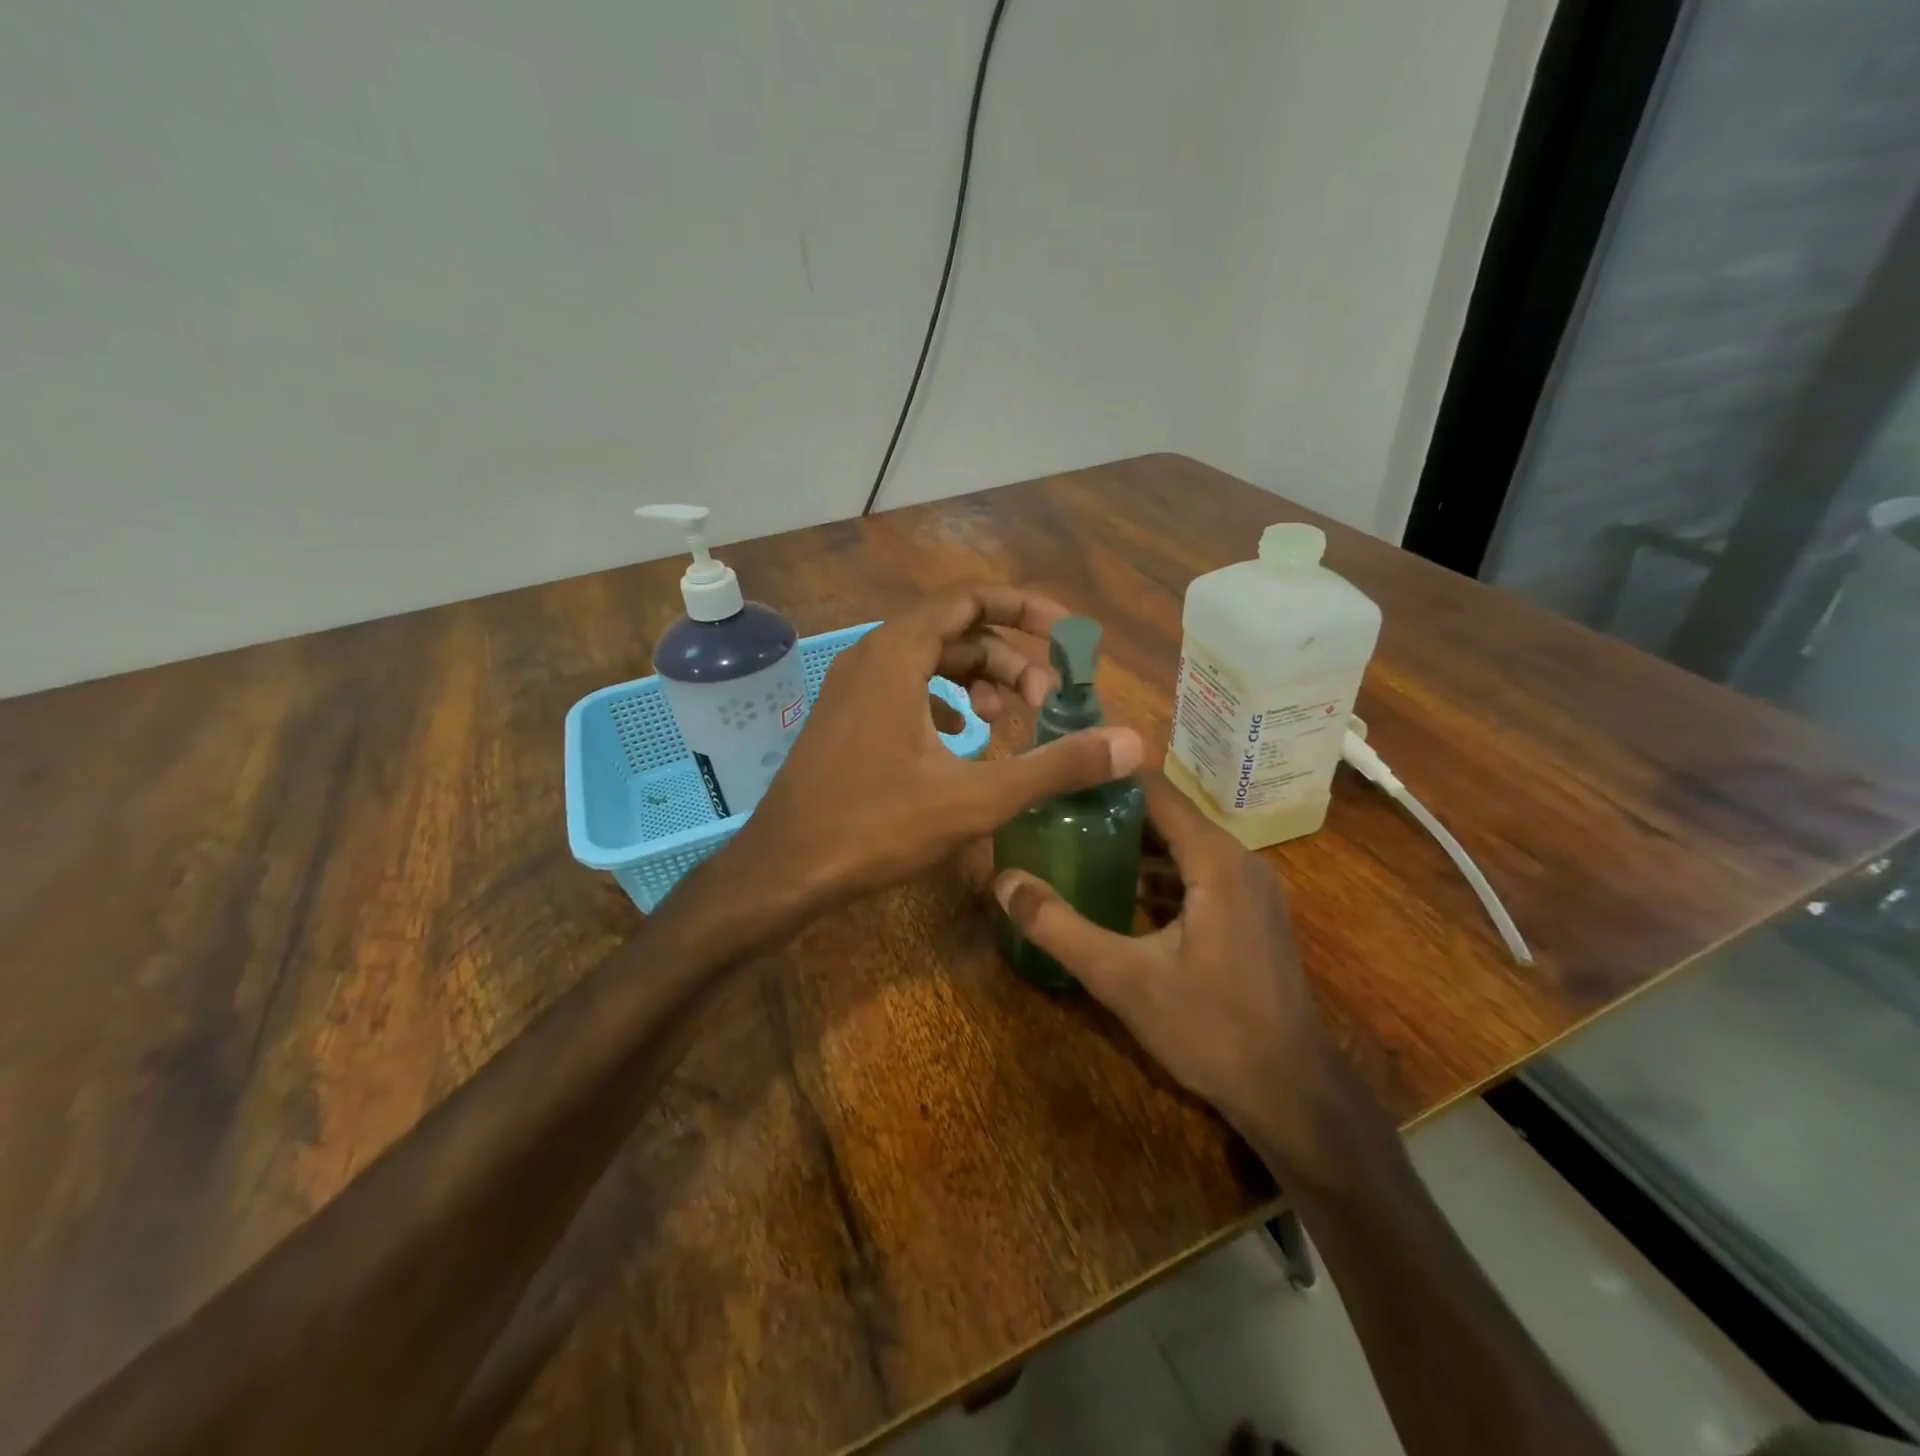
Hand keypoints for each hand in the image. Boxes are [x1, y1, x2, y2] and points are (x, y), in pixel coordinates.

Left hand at [732, 587, 1143, 916]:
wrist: (784, 869)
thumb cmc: (876, 827)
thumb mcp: (976, 798)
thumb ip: (1055, 765)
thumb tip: (1131, 743)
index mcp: (898, 654)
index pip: (970, 599)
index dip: (1025, 609)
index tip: (1067, 637)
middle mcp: (871, 657)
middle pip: (955, 632)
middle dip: (1009, 658)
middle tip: (1047, 701)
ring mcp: (852, 689)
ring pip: (929, 662)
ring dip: (977, 682)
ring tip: (1009, 720)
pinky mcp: (846, 720)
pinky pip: (905, 690)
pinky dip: (943, 703)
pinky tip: (961, 741)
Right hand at [993, 771, 1342, 1163]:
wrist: (1292, 1093)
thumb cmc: (1210, 1029)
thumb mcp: (1122, 979)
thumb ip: (1059, 927)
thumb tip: (1004, 882)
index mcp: (1215, 859)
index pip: (1155, 790)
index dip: (1106, 778)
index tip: (1058, 777)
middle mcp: (1239, 860)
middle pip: (1167, 815)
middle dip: (1112, 811)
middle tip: (1055, 813)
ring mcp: (1250, 888)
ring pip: (1183, 845)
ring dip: (1135, 844)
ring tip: (1076, 843)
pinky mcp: (1251, 914)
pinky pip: (1198, 873)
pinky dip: (1159, 873)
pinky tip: (1119, 891)